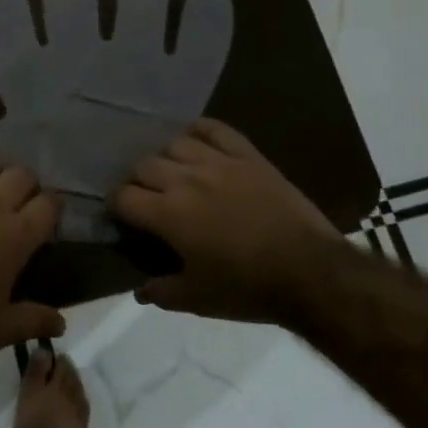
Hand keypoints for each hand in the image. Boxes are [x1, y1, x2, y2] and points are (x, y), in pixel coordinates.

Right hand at [111, 119, 356, 323]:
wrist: (310, 272)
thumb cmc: (248, 289)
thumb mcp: (198, 299)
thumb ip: (162, 292)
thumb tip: (140, 290)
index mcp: (168, 214)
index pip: (124, 196)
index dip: (117, 206)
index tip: (123, 217)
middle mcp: (186, 180)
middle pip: (144, 165)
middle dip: (138, 181)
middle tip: (148, 198)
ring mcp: (218, 162)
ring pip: (175, 143)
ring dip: (167, 158)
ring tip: (174, 172)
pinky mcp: (247, 155)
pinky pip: (214, 128)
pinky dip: (199, 130)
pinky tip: (197, 142)